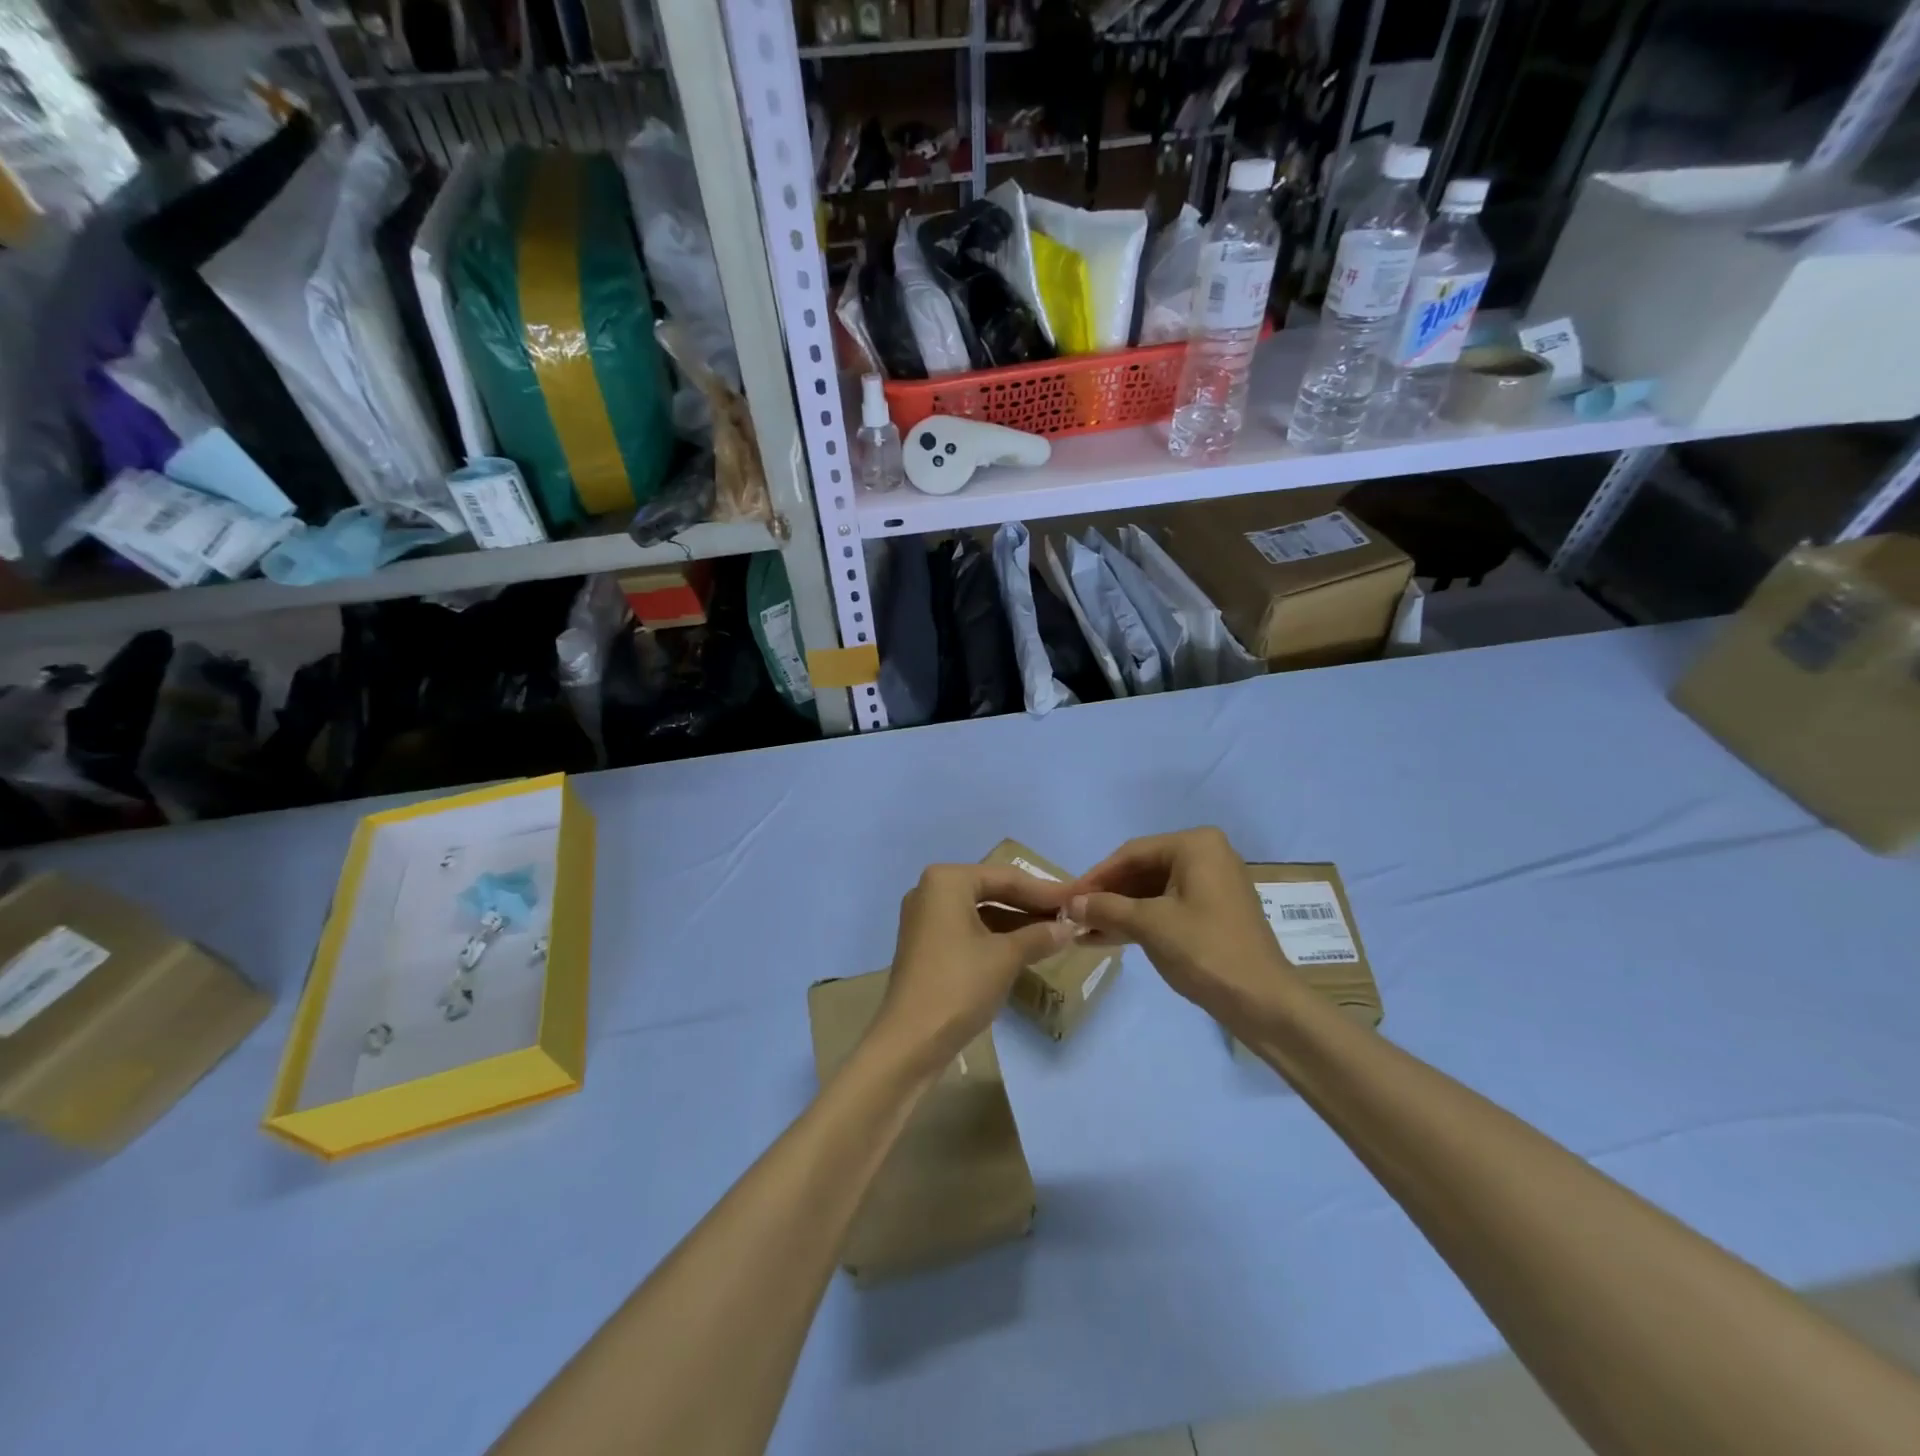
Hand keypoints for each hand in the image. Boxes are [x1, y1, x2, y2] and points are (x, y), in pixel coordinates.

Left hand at [869, 864, 1074, 1076]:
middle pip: (992, 891)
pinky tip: (1026, 948)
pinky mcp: (926, 945)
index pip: (1006, 877)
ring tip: (1055, 933)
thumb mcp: (1007, 957)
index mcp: (947, 880)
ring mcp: (926, 919)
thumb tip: (1069, 927)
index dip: (1045, 891)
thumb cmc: (960, 985)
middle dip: (1030, 905)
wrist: (911, 1041)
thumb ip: (1040, 936)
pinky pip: (968, 929)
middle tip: (1069, 916)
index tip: (1077, 900)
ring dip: (1016, 922)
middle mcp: (931, 891)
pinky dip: (996, 937)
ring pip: (981, 912)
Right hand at [1066, 828, 1289, 1019]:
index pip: (1132, 853)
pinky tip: (1106, 937)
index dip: (1096, 876)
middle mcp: (1206, 856)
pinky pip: (1166, 907)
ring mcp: (1211, 885)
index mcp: (1195, 845)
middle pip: (1142, 870)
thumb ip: (1106, 908)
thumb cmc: (1206, 951)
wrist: (1263, 1003)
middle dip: (1107, 895)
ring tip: (1083, 929)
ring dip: (1118, 911)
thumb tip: (1069, 903)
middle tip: (1073, 915)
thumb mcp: (1149, 925)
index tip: (1066, 897)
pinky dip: (1138, 921)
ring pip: (1152, 891)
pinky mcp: (1212, 913)